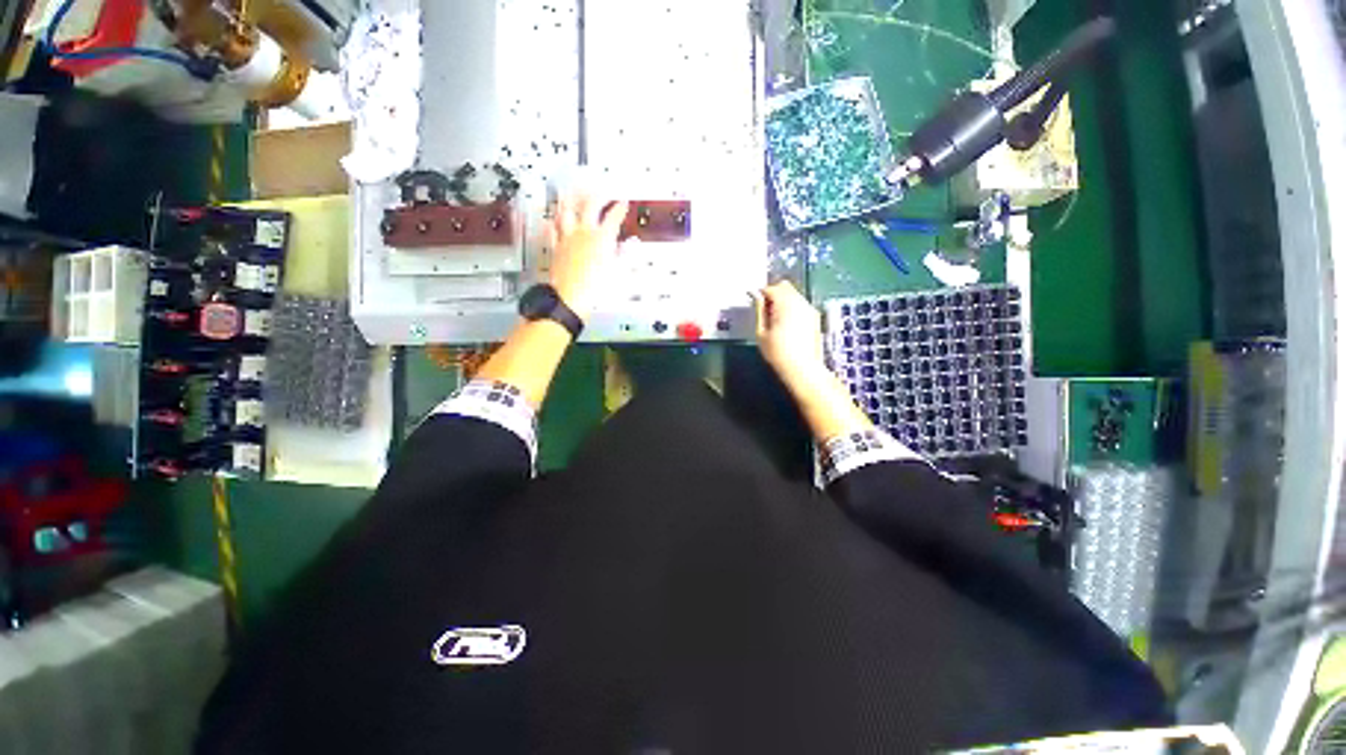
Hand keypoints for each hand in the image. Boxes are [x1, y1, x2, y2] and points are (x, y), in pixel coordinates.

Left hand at [547, 193, 628, 318]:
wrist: (570, 299)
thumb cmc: (596, 288)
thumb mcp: (618, 273)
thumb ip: (625, 255)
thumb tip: (632, 244)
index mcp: (602, 238)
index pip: (613, 217)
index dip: (619, 208)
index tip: (623, 202)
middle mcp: (584, 233)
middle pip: (588, 206)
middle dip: (595, 195)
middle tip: (599, 189)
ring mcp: (567, 239)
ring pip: (566, 213)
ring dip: (569, 201)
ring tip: (570, 193)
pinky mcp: (556, 249)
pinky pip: (552, 231)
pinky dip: (553, 224)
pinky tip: (551, 220)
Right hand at [751, 281, 830, 390]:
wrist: (803, 369)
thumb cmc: (778, 353)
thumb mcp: (761, 332)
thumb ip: (759, 311)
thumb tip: (756, 297)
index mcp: (785, 304)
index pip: (771, 288)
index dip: (760, 293)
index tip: (753, 301)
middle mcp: (800, 302)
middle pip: (785, 287)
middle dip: (773, 293)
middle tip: (764, 309)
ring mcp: (809, 309)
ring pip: (794, 294)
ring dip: (782, 300)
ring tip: (774, 318)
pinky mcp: (815, 317)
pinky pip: (800, 304)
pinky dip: (791, 307)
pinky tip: (785, 324)